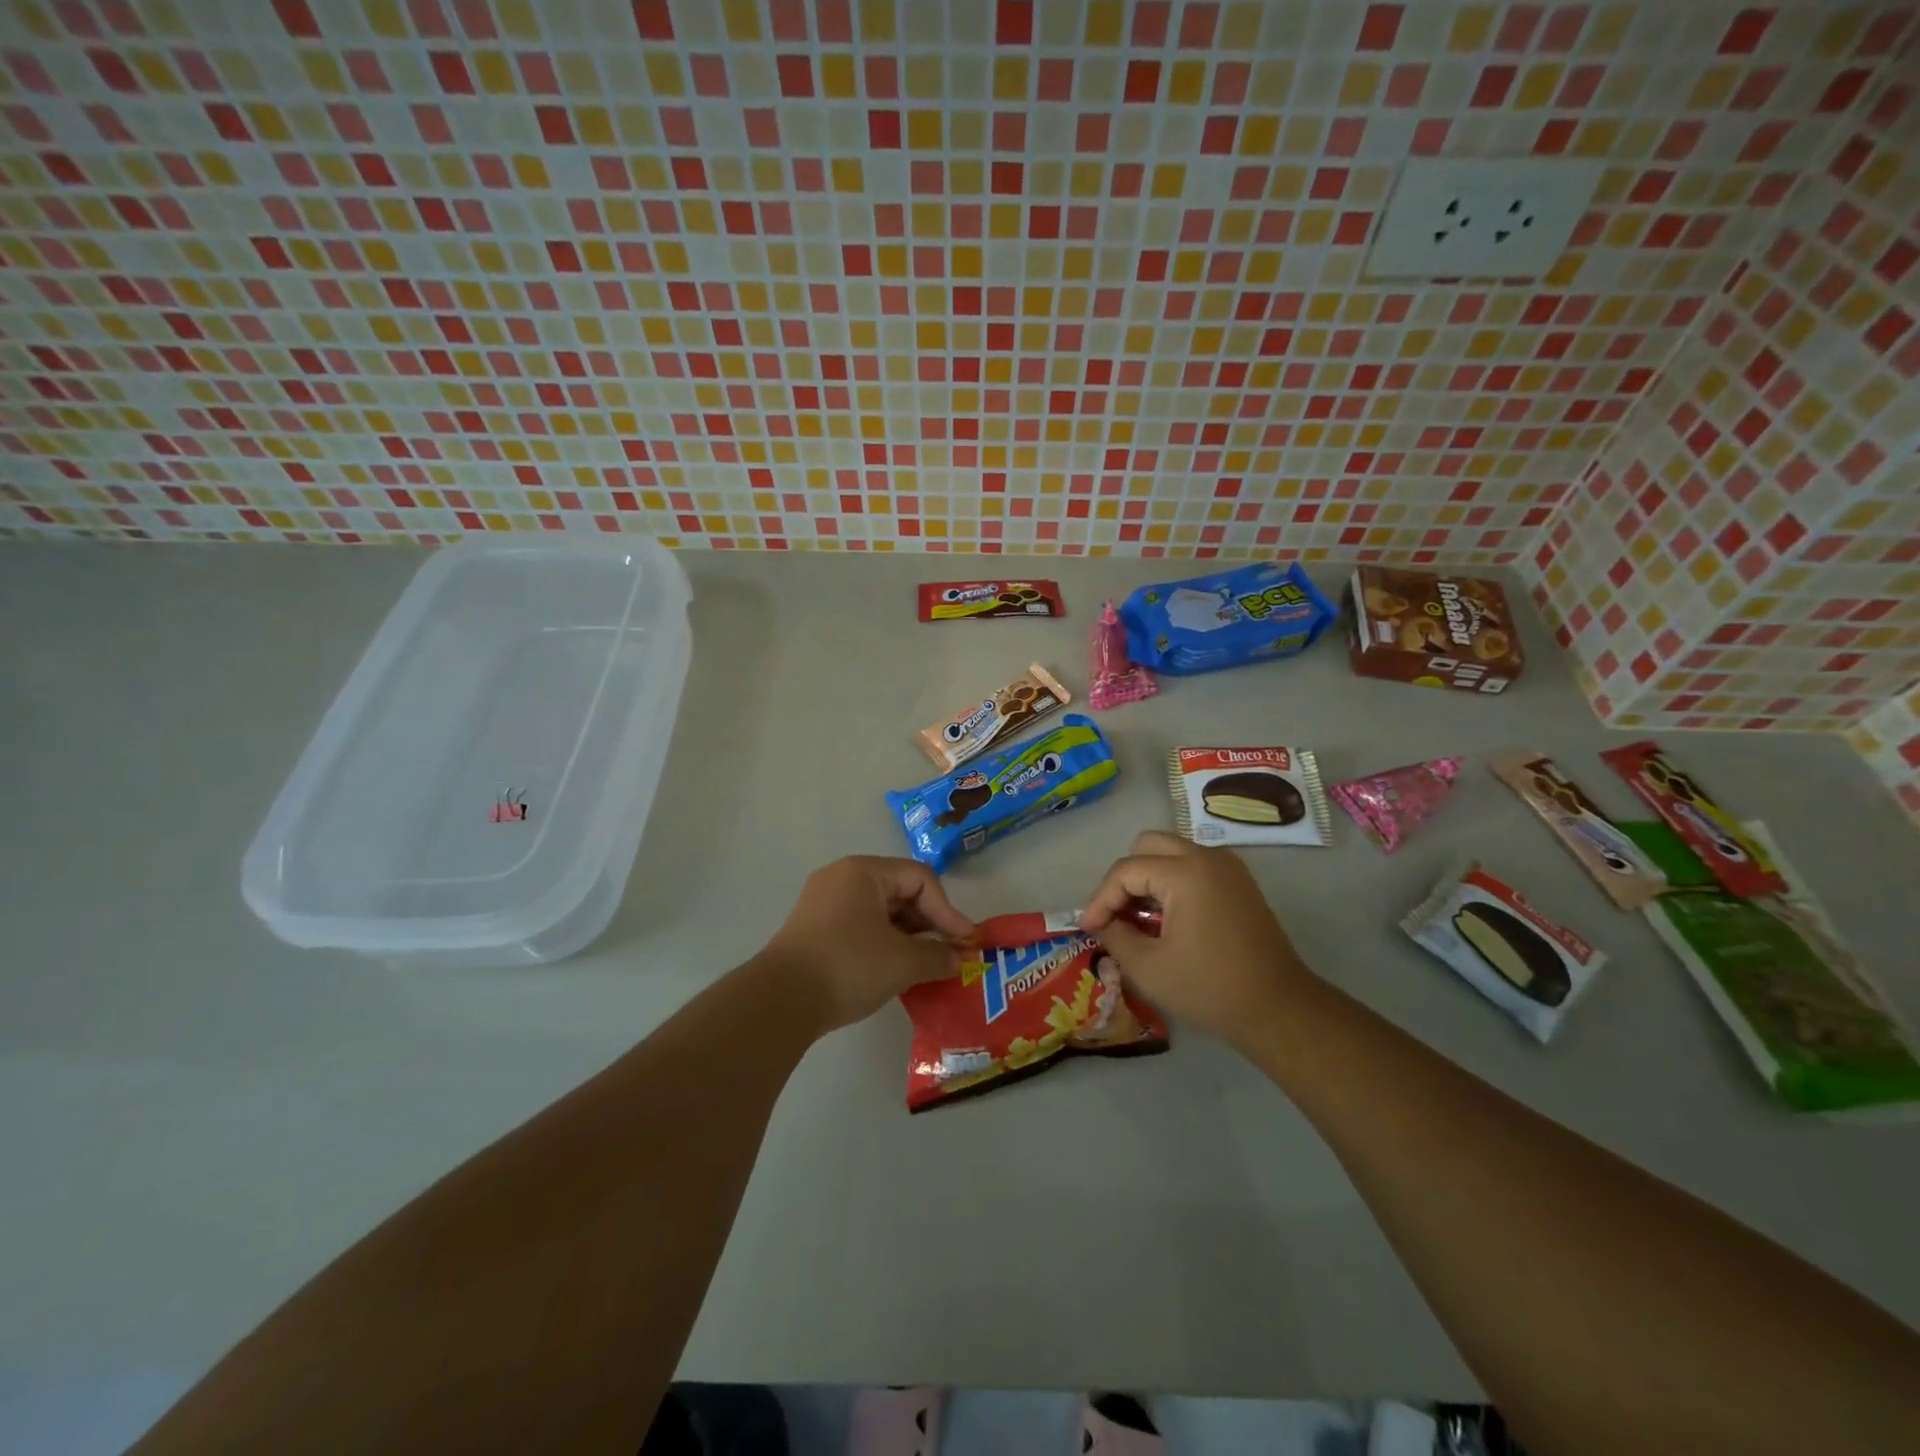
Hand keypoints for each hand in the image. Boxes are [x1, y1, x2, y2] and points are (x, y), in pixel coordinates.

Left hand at [763, 856, 974, 1033]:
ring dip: (908, 937)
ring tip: (926, 966)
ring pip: (880, 912)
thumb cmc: (849, 966)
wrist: (780, 1001)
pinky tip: (895, 971)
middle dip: (929, 924)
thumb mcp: (903, 962)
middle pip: (900, 891)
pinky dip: (884, 944)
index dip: (948, 910)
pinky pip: (860, 926)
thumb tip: (959, 959)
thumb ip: (939, 956)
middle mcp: (842, 877)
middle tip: (949, 954)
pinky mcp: (813, 930)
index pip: (920, 879)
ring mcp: (823, 903)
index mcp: (864, 871)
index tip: (966, 943)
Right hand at [1078, 831, 1312, 1047]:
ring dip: (1148, 878)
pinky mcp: (1239, 882)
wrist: (1279, 1009)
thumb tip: (1102, 924)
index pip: (1126, 870)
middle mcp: (1207, 857)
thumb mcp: (1148, 968)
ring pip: (1171, 852)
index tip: (1088, 928)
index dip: (1101, 899)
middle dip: (1124, 878)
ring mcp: (1228, 867)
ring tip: (1139, 919)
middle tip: (1115, 915)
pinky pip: (1193, 866)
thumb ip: (1115, 937)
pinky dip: (1172, 882)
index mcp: (1185, 872)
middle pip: (1148, 845)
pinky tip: (1167, 919)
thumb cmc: (1209, 988)